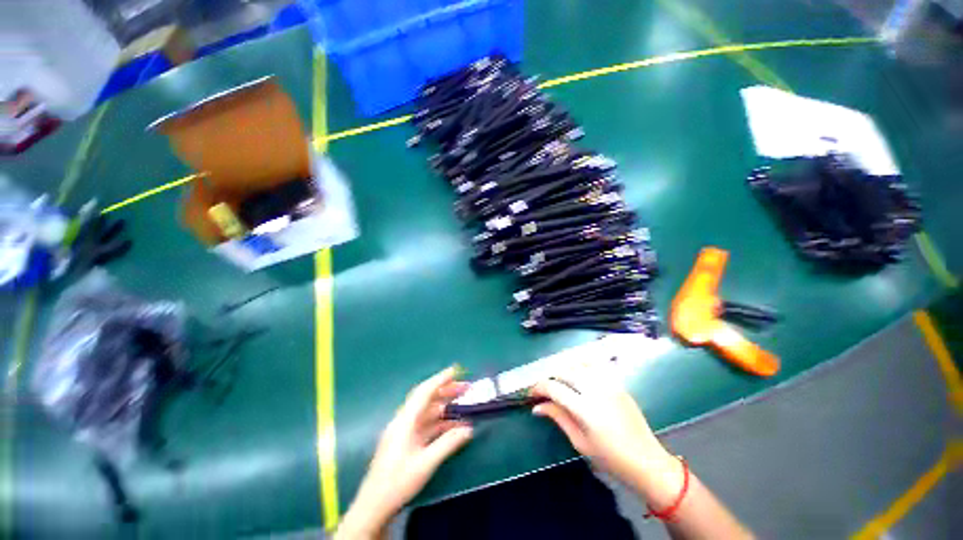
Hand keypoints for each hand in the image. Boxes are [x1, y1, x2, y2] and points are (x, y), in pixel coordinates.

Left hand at [337, 366, 472, 538]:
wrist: (374, 506)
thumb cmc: (398, 482)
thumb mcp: (425, 463)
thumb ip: (448, 443)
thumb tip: (469, 428)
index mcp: (405, 421)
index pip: (424, 392)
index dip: (440, 379)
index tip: (455, 370)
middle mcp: (404, 421)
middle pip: (426, 399)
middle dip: (446, 391)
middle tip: (465, 388)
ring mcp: (404, 431)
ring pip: (427, 412)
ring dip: (445, 406)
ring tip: (463, 404)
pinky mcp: (406, 441)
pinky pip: (426, 425)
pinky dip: (440, 422)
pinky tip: (453, 424)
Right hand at [530, 371, 682, 505]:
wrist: (647, 461)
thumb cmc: (610, 459)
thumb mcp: (580, 442)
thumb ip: (558, 417)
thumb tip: (537, 407)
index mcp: (585, 409)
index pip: (554, 388)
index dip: (538, 388)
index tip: (531, 393)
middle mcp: (596, 390)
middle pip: (565, 371)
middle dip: (550, 377)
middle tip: (545, 389)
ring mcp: (609, 384)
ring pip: (579, 365)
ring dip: (565, 370)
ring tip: (560, 382)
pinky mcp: (617, 383)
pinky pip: (594, 367)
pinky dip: (581, 367)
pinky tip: (578, 376)